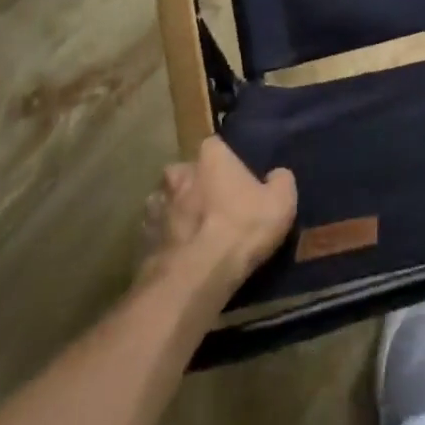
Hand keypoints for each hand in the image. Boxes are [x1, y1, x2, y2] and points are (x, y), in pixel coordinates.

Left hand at [142, 137, 295, 294]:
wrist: (196, 276)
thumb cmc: (241, 228)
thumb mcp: (282, 202)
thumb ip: (281, 180)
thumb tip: (276, 175)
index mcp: (210, 155)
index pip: (217, 147)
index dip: (227, 164)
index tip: (236, 181)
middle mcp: (177, 172)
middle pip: (188, 173)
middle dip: (198, 186)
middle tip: (215, 208)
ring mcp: (155, 205)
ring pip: (168, 203)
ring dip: (179, 213)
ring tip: (197, 236)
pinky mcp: (142, 239)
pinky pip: (158, 234)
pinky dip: (168, 241)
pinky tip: (182, 257)